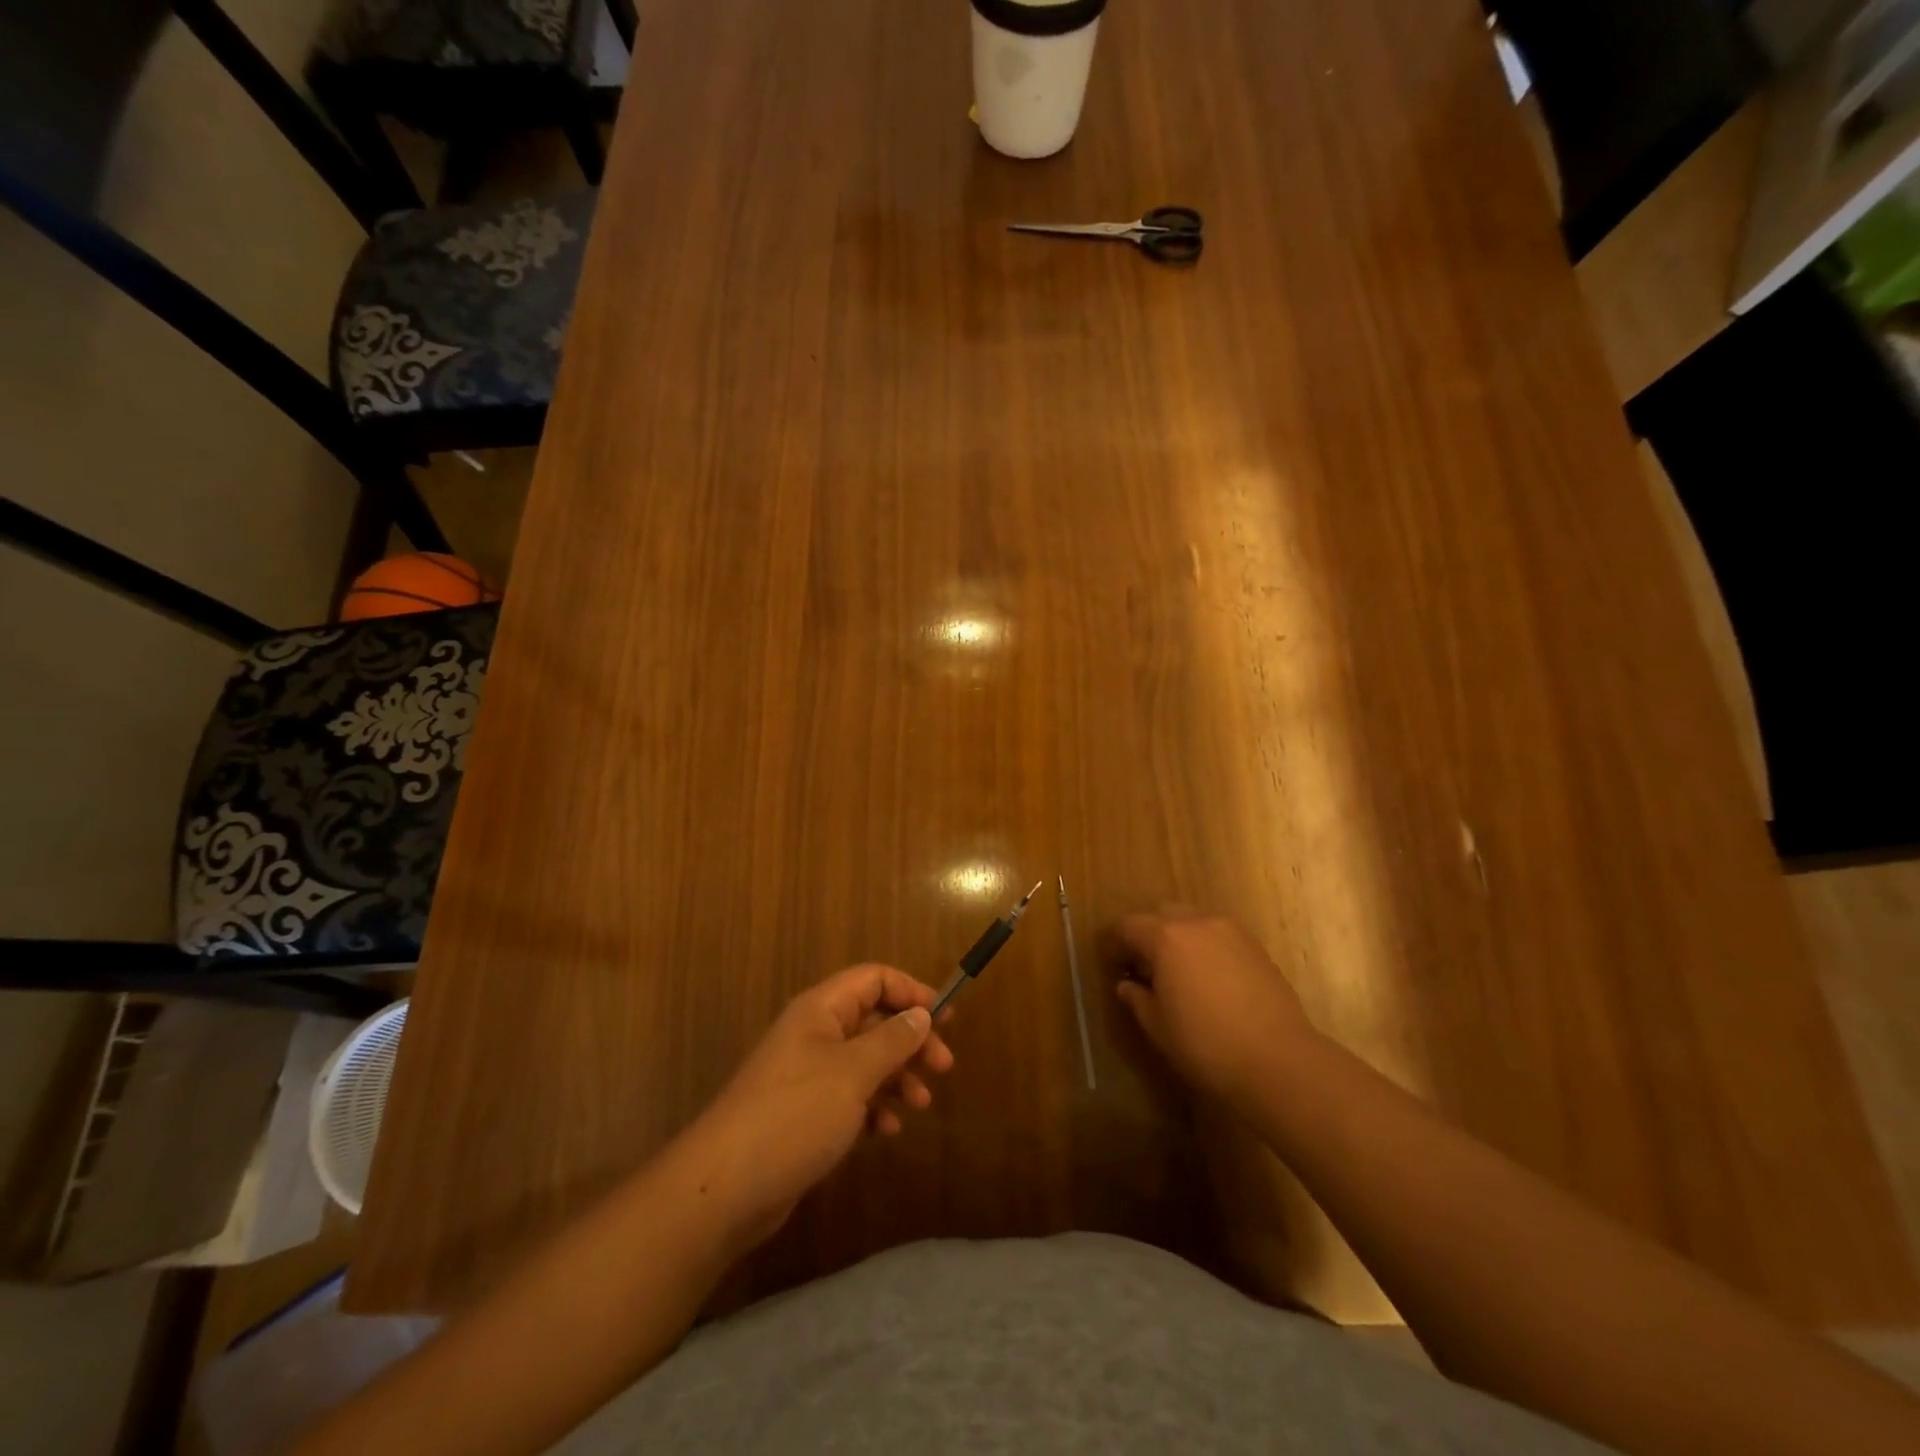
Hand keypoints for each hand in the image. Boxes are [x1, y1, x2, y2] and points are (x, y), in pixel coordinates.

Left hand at [681, 964, 954, 1251]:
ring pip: (865, 1061)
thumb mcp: (854, 1072)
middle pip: (873, 1020)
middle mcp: (814, 1034)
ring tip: (922, 1104)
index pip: (873, 979)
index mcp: (821, 1010)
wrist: (725, 1187)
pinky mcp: (804, 1113)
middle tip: (943, 1066)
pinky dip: (873, 1107)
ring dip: (897, 1076)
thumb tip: (921, 1014)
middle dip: (911, 1040)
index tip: (945, 1017)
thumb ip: (893, 1040)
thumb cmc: (795, 1114)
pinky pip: (849, 1096)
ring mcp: (807, 1074)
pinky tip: (888, 1130)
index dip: (911, 991)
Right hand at [1110, 910, 1318, 1112]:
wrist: (1279, 1061)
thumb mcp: (1158, 1026)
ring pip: (1194, 921)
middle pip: (1162, 914)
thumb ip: (1137, 998)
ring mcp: (1231, 932)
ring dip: (1179, 939)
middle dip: (1149, 935)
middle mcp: (1197, 923)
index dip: (1116, 944)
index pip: (1128, 925)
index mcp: (1166, 937)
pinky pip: (1219, 936)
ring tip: (1180, 975)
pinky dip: (1206, 948)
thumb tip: (1127, 985)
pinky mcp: (1257, 948)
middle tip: (1145, 969)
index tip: (1114, 967)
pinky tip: (1210, 981)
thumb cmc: (1206, 1045)